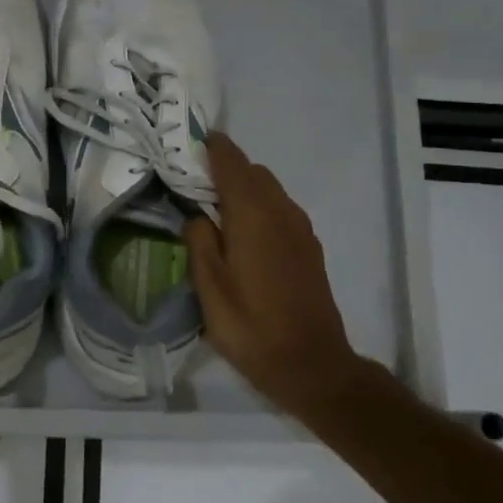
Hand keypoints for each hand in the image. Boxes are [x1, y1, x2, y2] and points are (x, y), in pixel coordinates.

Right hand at [184, 132, 365, 422]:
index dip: (213, 148)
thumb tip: (196, 216)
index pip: (233, 165)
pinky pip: (281, 211)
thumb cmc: (250, 325)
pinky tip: (242, 232)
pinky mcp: (309, 249)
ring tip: (214, 206)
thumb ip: (200, 242)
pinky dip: (260, 207)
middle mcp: (282, 213)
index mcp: (253, 216)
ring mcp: (300, 231)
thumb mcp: (209, 286)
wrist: (309, 362)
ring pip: (270, 191)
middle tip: (194, 180)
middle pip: (255, 173)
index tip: (192, 139)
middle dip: (227, 168)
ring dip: (245, 188)